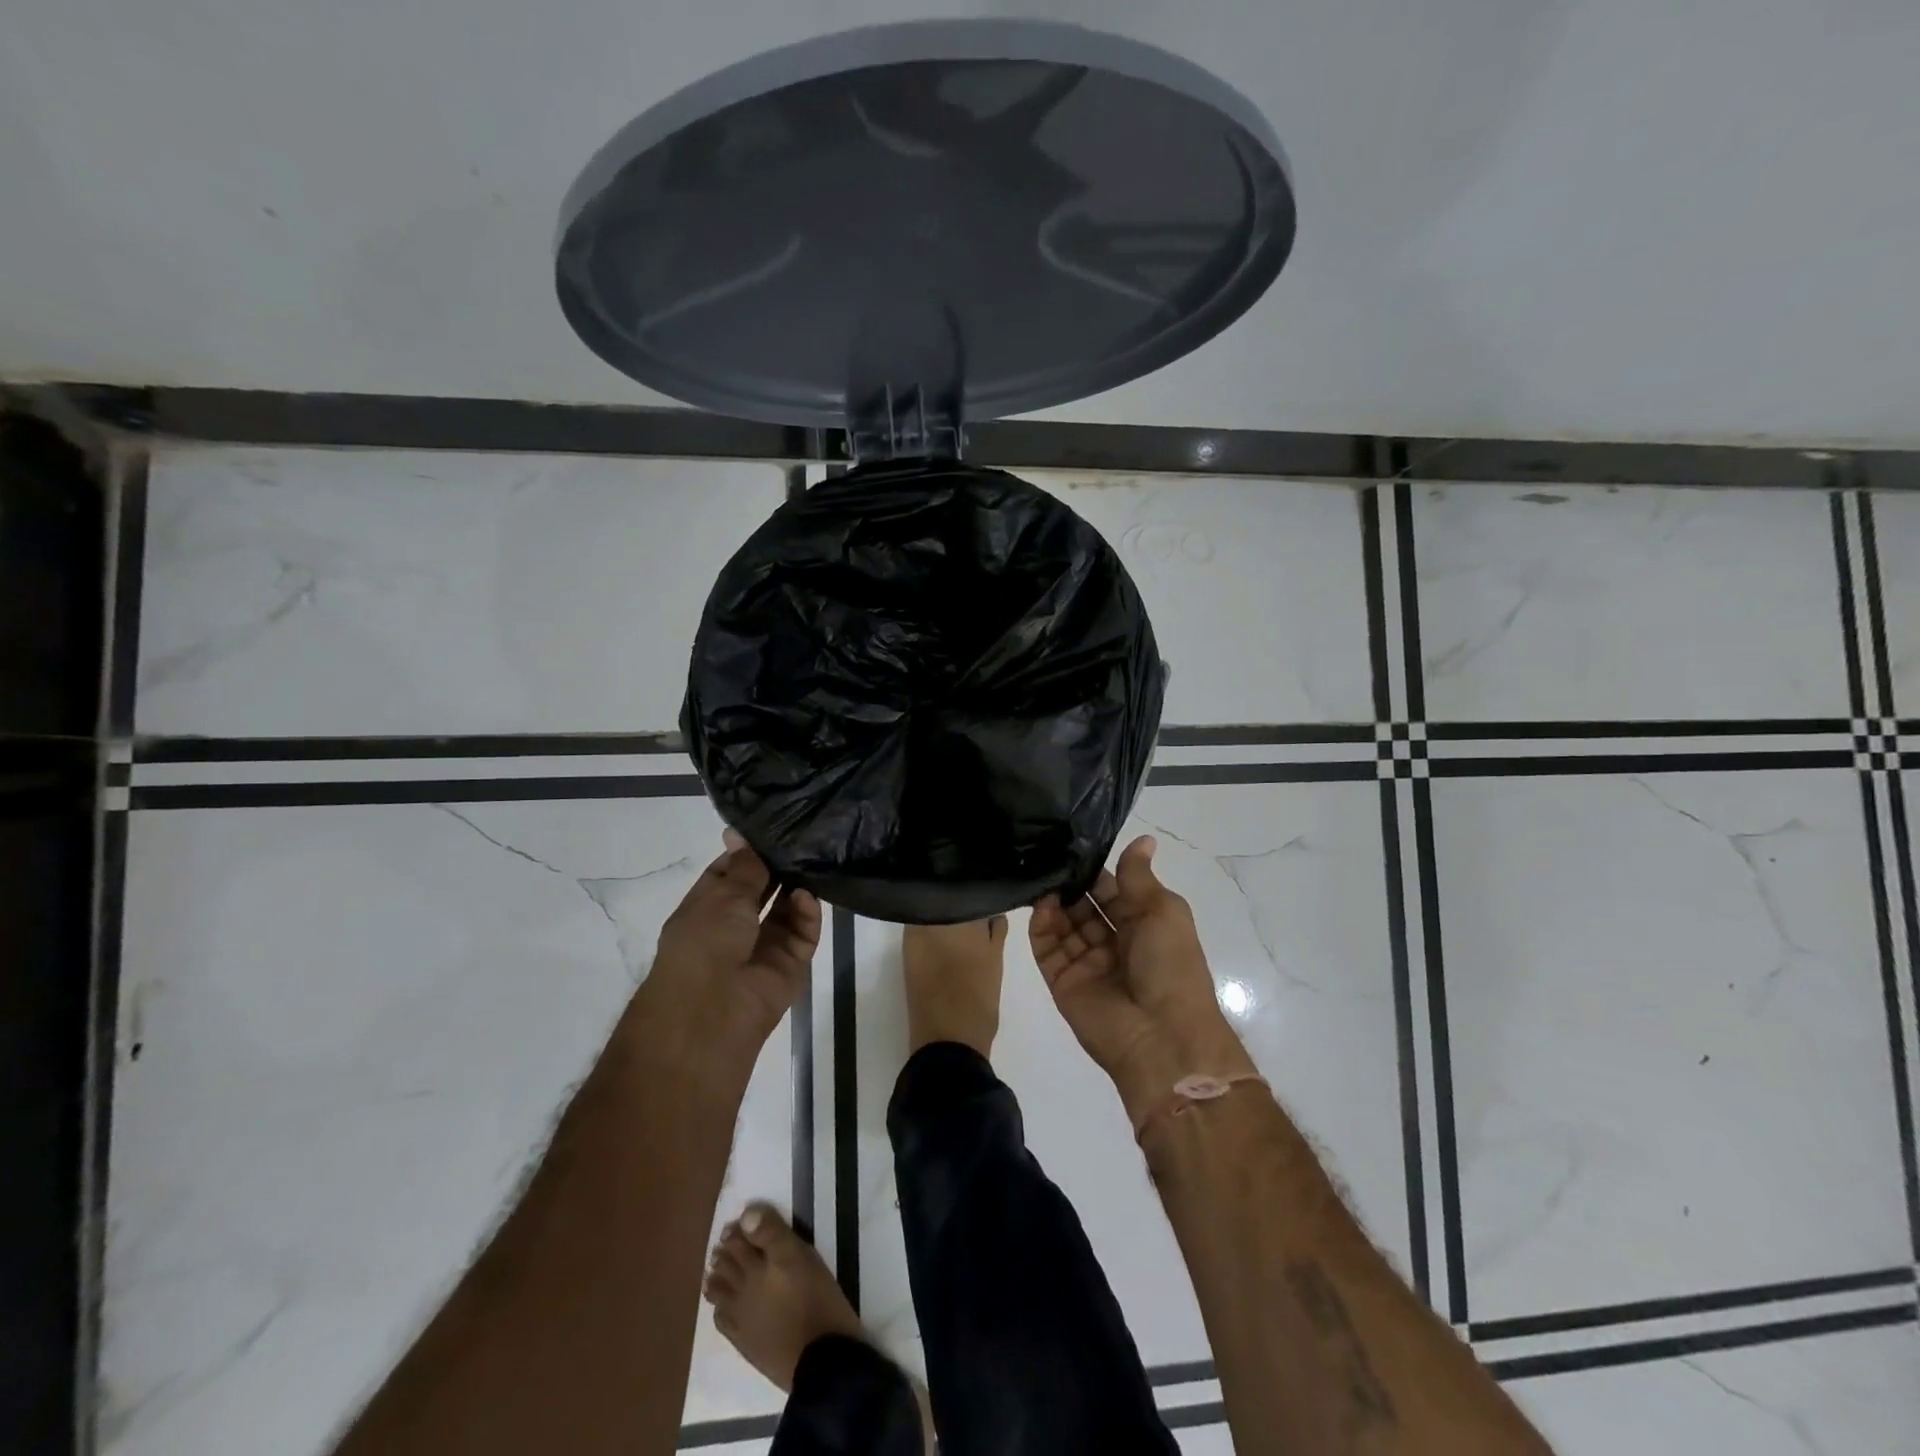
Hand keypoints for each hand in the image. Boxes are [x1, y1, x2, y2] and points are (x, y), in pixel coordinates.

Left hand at [650, 829, 821, 1049]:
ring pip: (786, 909)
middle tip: (802, 837)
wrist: (713, 1012)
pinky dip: (807, 914)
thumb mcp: (722, 896)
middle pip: (762, 890)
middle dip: (777, 867)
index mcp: (706, 910)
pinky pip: (803, 933)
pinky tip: (807, 896)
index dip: (746, 852)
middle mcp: (734, 927)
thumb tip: (739, 834)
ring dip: (796, 887)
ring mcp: (763, 946)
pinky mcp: (790, 964)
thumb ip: (744, 867)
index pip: (728, 873)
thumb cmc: (704, 945)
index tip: (770, 827)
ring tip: (812, 859)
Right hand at [1030, 835, 1254, 1126]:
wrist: (1160, 1036)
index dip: (1097, 871)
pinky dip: (1041, 926)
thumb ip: (1139, 876)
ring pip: (1064, 924)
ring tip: (1042, 876)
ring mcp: (1087, 963)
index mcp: (1144, 926)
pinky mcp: (1062, 981)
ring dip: (1055, 901)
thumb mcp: (1162, 911)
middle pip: (1085, 906)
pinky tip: (1041, 904)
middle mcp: (1114, 943)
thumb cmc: (1170, 966)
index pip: (1113, 891)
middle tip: (1049, 856)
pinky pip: (1047, 949)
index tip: (1074, 844)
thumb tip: (1144, 838)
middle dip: (1071, 884)